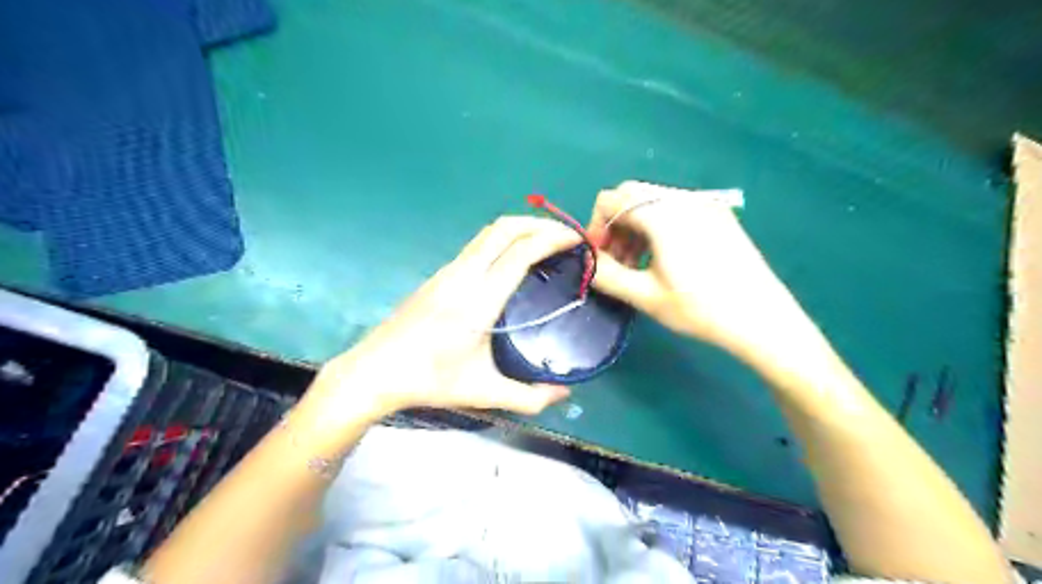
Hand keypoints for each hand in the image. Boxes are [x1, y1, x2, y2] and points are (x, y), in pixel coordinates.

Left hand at [309, 216, 573, 426]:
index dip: (551, 239)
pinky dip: (504, 240)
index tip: (576, 241)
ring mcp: (448, 271)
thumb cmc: (428, 381)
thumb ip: (529, 397)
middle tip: (566, 236)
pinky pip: (478, 245)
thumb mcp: (482, 392)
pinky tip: (513, 259)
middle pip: (504, 228)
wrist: (374, 371)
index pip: (520, 252)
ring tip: (545, 242)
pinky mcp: (440, 275)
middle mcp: (463, 275)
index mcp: (478, 300)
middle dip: (539, 223)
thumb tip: (565, 394)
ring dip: (520, 228)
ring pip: (489, 233)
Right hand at [585, 181, 813, 366]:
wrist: (762, 318)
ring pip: (653, 200)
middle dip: (615, 225)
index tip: (600, 258)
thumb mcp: (645, 296)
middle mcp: (682, 198)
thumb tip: (587, 261)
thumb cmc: (700, 308)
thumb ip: (607, 274)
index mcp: (662, 213)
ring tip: (638, 264)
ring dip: (635, 225)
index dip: (595, 227)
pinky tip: (664, 257)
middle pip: (631, 195)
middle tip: (617, 260)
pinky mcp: (718, 214)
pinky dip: (657, 225)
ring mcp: (704, 204)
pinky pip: (675, 208)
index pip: (610, 200)